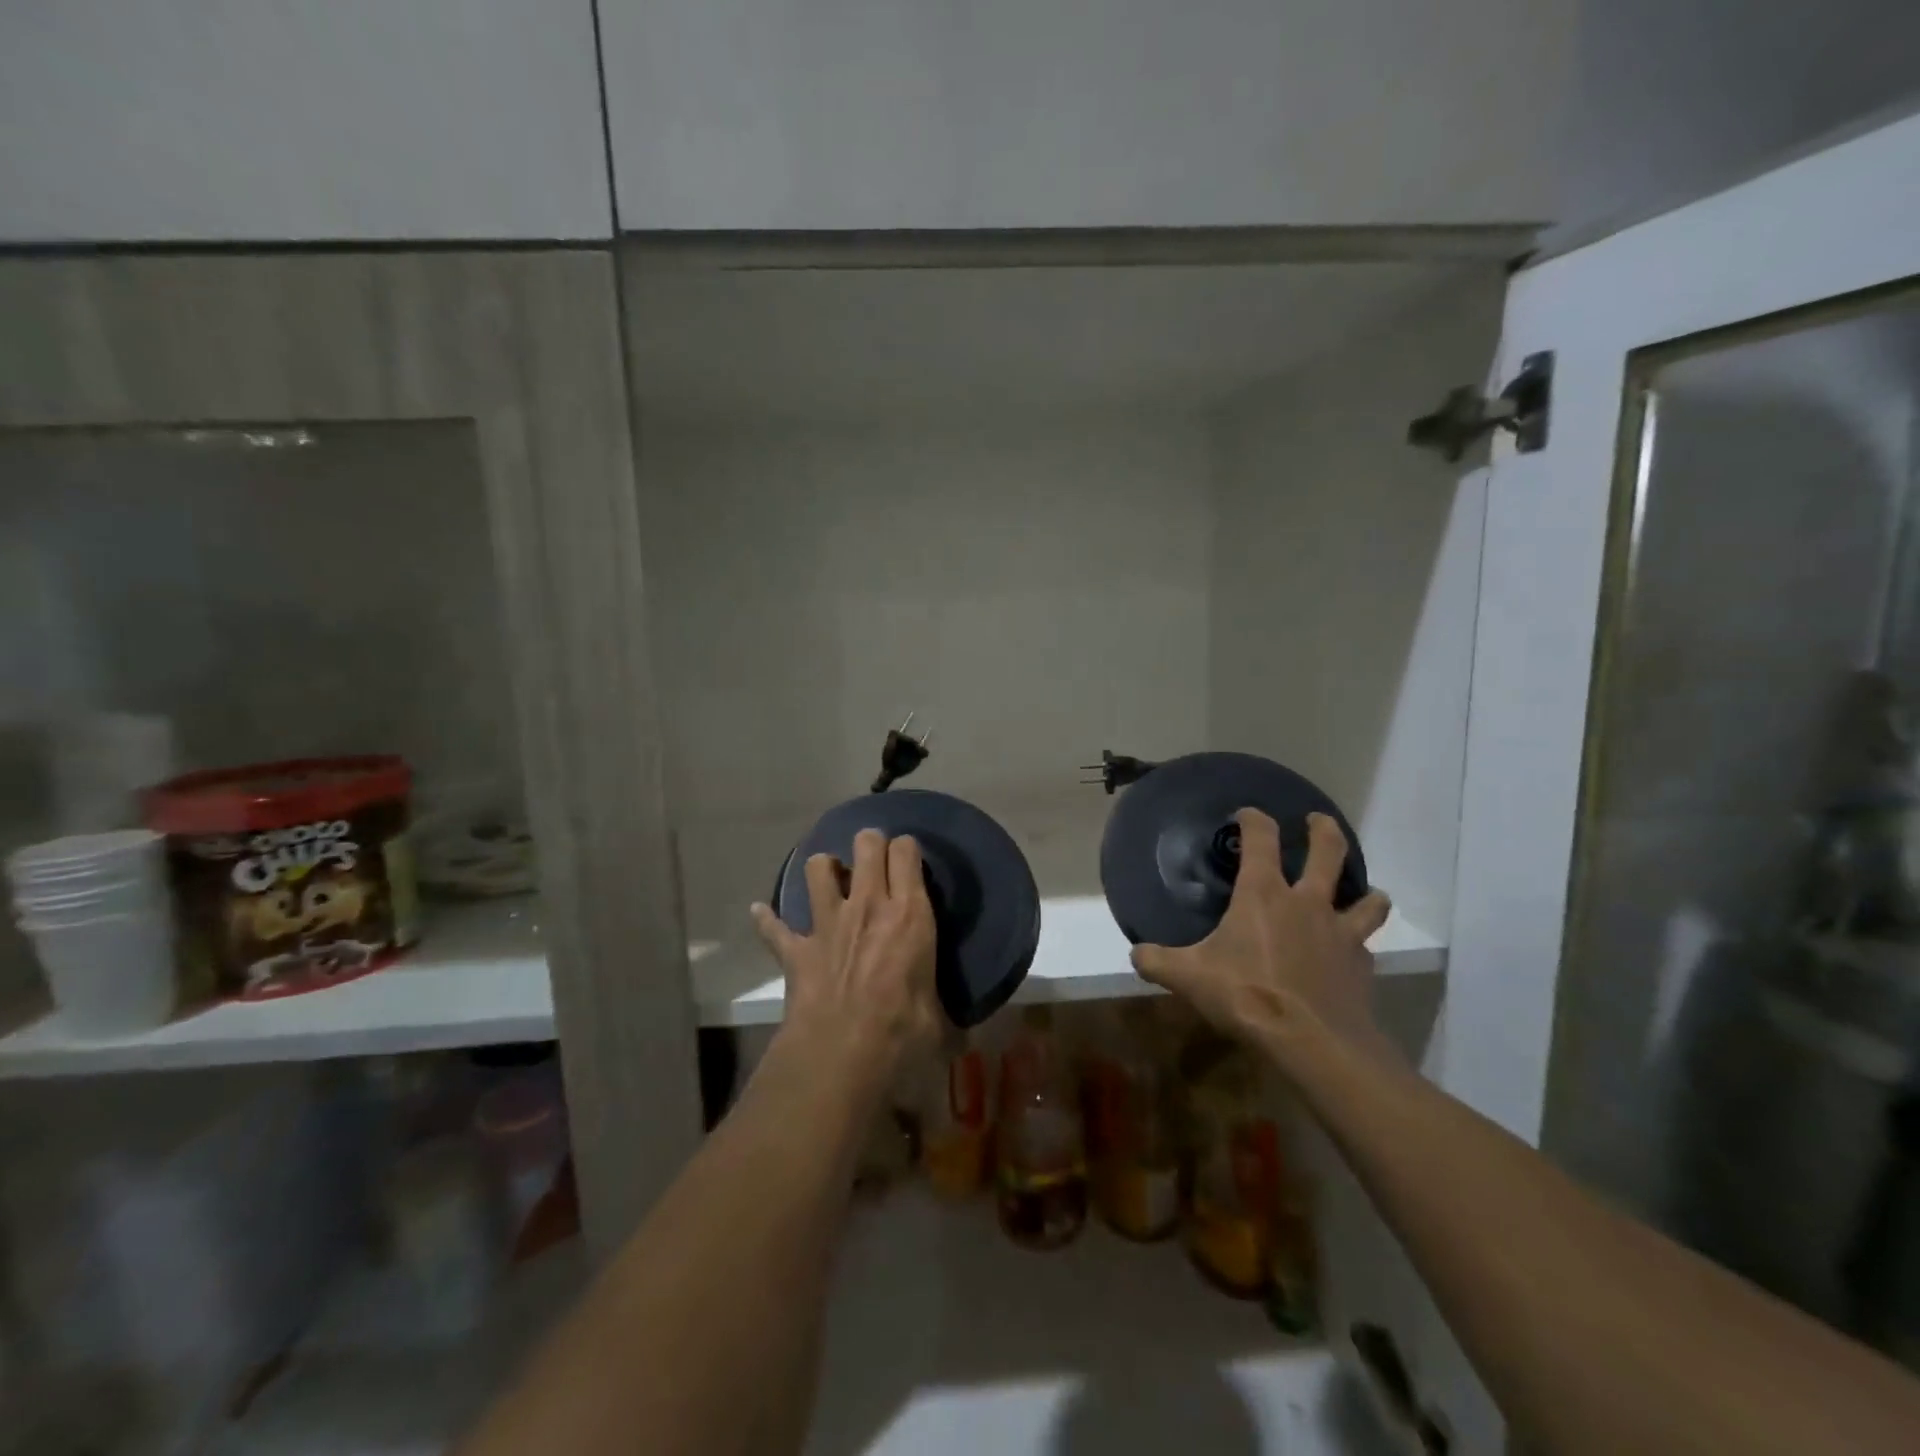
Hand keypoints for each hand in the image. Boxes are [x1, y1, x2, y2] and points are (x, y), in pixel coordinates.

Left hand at [750, 829, 940, 1085]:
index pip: (907, 852)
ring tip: (831, 881)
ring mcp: (827, 922)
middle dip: (870, 843)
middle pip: (866, 844)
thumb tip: (965, 1038)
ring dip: (824, 869)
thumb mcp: (941, 1026)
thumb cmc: (901, 1034)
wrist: (840, 1055)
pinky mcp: (796, 949)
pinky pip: (773, 925)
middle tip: (874, 861)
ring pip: (818, 868)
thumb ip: (951, 1020)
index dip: (907, 850)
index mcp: (909, 914)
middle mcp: (868, 905)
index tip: (909, 861)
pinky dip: (767, 919)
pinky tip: (761, 912)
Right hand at [1130, 809, 1394, 1065]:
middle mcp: (1307, 903)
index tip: (1247, 814)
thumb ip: (1158, 961)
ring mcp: (1341, 933)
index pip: (1261, 839)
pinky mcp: (1360, 965)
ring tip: (1367, 892)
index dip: (1254, 820)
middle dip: (1324, 831)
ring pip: (1366, 900)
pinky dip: (1358, 946)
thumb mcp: (1189, 978)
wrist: (1313, 1042)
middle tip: (1317, 821)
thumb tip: (1135, 954)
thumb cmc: (1247, 995)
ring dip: (1367, 893)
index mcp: (1263, 895)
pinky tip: (1351, 955)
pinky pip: (1363, 946)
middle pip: (1327, 853)